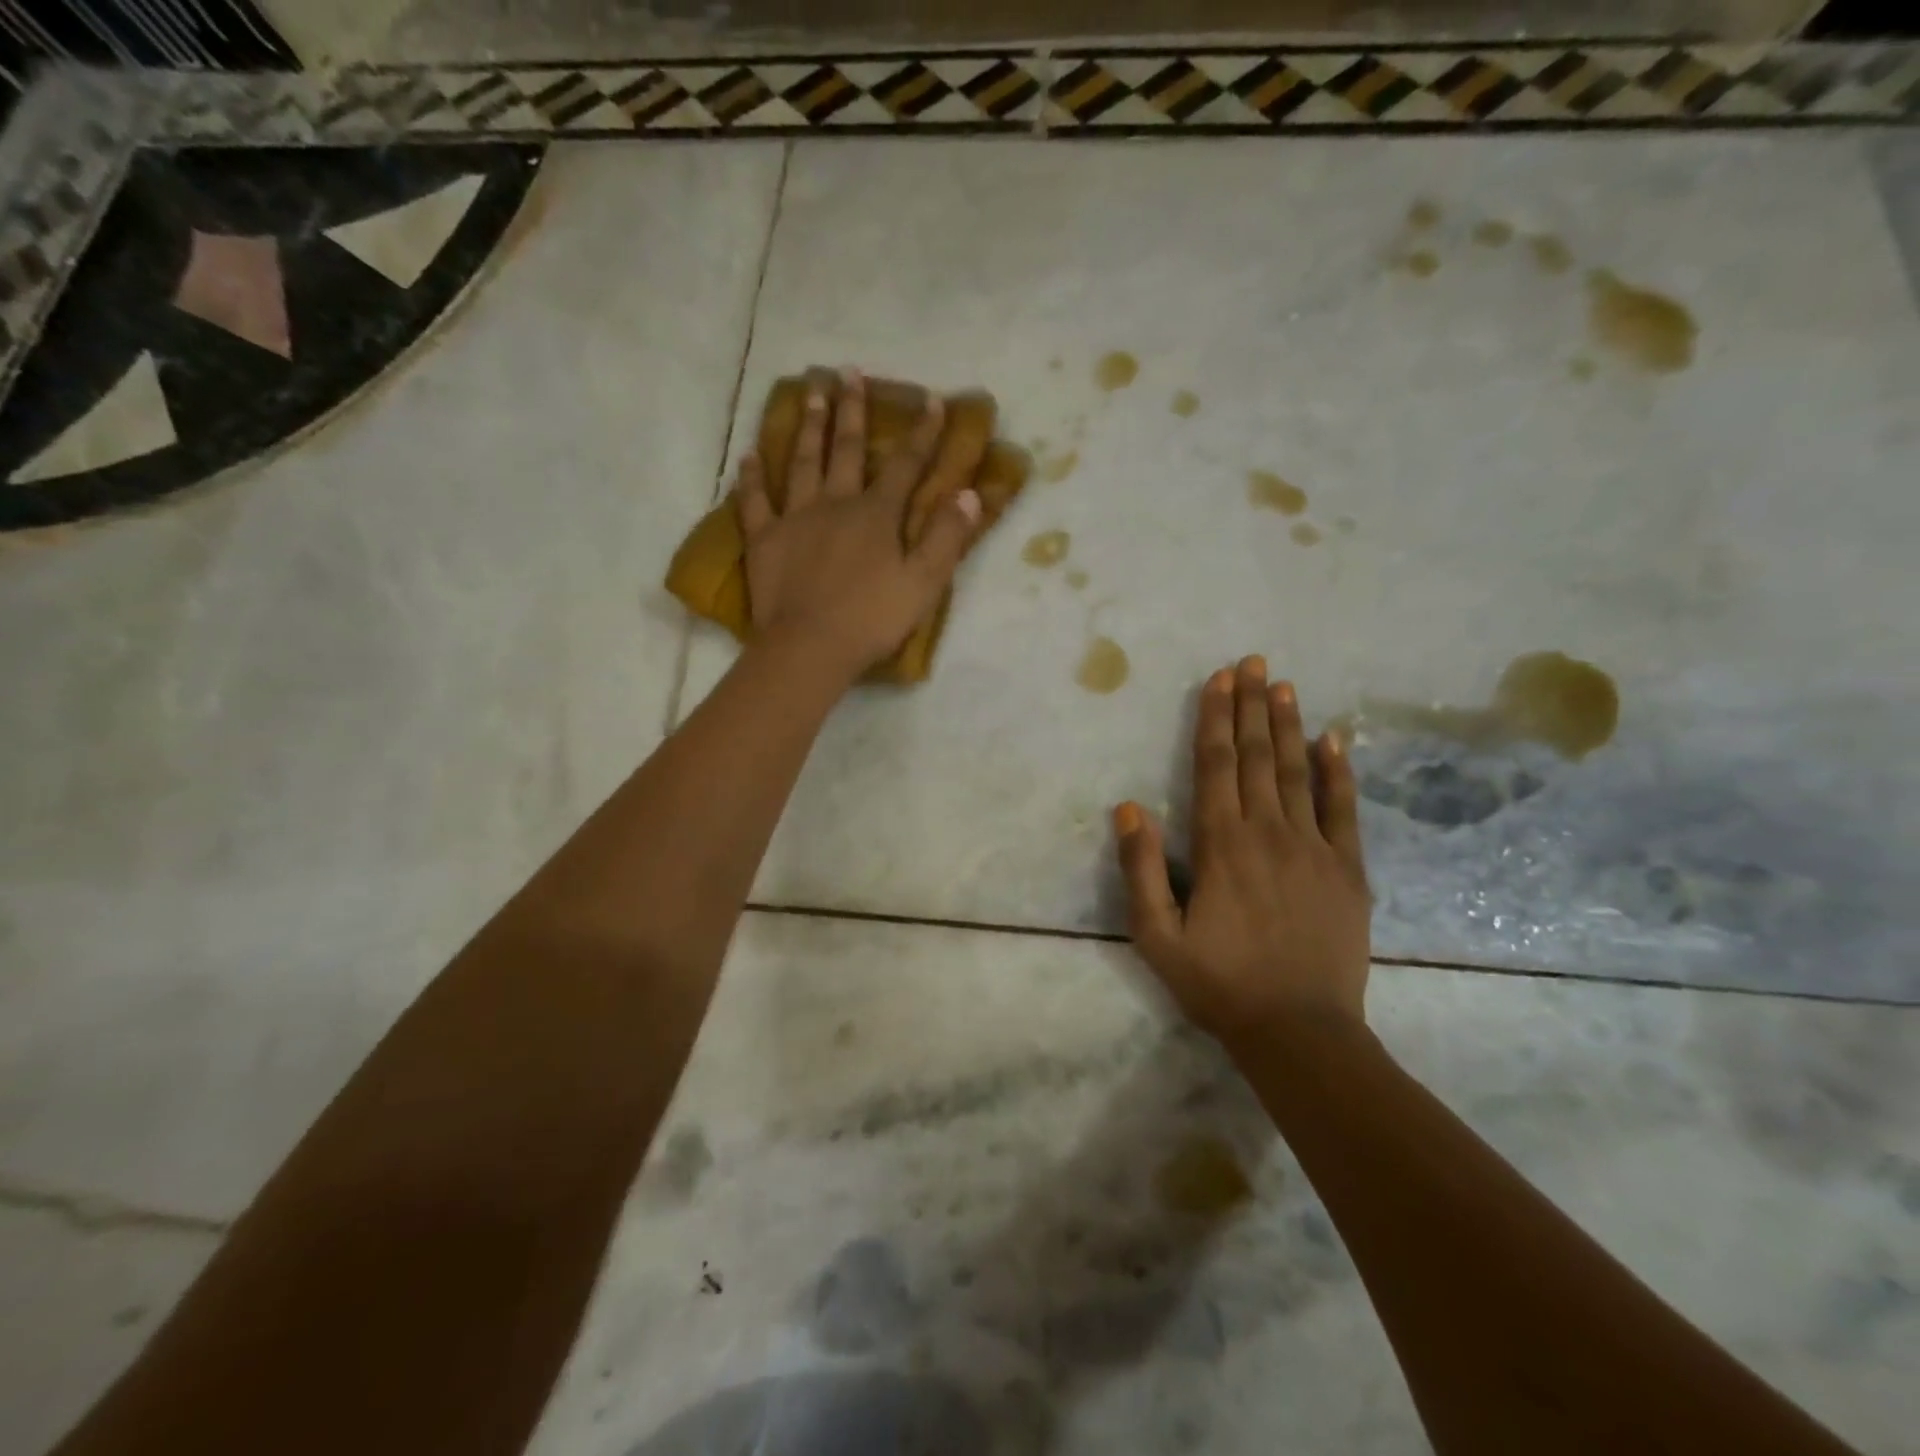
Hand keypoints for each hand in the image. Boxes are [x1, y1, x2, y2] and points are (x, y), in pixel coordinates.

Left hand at [739, 369, 981, 680]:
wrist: (809, 647)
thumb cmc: (871, 619)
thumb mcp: (923, 583)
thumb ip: (947, 537)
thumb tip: (969, 494)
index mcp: (876, 515)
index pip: (905, 465)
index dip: (922, 433)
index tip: (932, 400)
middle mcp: (835, 504)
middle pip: (845, 450)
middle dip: (852, 410)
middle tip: (849, 371)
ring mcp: (795, 519)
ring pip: (802, 463)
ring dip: (809, 426)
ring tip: (810, 391)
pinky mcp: (764, 540)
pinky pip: (754, 502)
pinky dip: (751, 477)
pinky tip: (749, 455)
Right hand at [1114, 657, 1371, 1044]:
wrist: (1300, 1032)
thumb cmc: (1219, 983)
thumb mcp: (1157, 936)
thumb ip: (1141, 869)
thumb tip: (1129, 807)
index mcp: (1221, 845)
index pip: (1215, 766)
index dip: (1216, 719)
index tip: (1219, 679)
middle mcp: (1268, 832)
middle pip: (1256, 757)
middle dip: (1252, 707)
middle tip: (1253, 663)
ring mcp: (1315, 848)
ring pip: (1297, 772)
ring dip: (1288, 725)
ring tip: (1284, 685)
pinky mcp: (1348, 869)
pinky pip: (1343, 809)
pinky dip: (1337, 771)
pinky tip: (1333, 741)